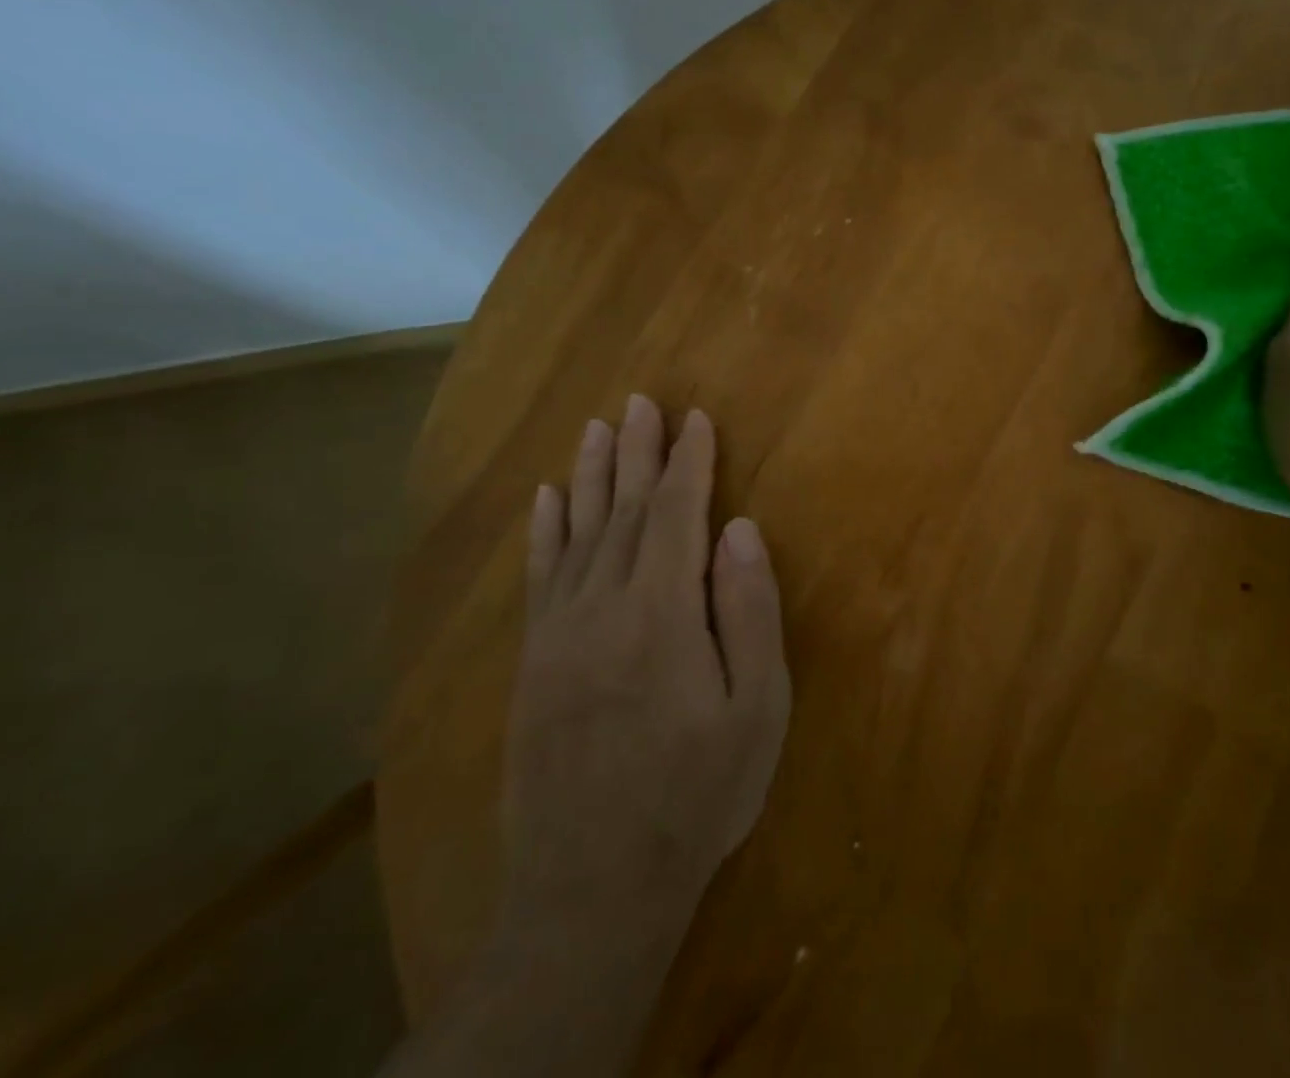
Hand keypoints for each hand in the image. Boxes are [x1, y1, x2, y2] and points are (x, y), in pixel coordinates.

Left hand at [499, 394, 790, 944]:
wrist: (592, 888)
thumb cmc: (696, 795)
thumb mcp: (756, 710)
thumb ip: (748, 612)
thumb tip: (738, 530)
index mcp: (663, 613)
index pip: (676, 514)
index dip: (688, 462)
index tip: (695, 419)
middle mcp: (603, 606)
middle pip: (623, 510)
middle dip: (637, 452)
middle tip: (641, 402)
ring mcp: (559, 631)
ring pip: (576, 531)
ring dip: (589, 474)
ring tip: (597, 428)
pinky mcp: (533, 660)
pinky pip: (540, 576)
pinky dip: (545, 530)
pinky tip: (546, 498)